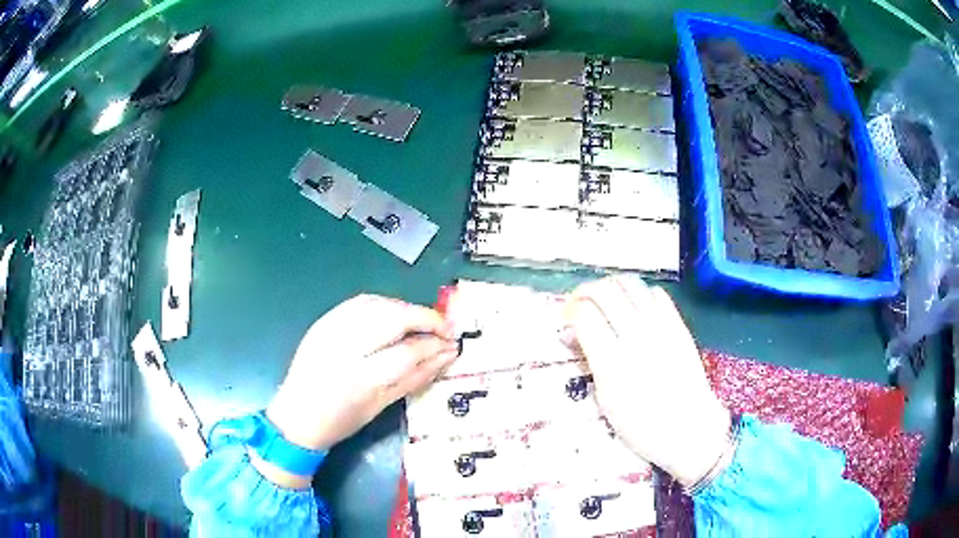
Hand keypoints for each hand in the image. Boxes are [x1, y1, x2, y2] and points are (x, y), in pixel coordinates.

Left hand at [253, 295, 456, 487]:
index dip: (436, 344)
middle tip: (444, 328)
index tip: (454, 344)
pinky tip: (394, 314)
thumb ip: (416, 377)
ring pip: (379, 303)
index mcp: (361, 378)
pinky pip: (359, 302)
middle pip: (395, 317)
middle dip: (426, 318)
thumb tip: (446, 356)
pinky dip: (383, 304)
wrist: (297, 415)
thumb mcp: (382, 406)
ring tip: (422, 322)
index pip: (409, 350)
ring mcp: (331, 329)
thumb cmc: (342, 420)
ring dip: (406, 309)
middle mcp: (345, 347)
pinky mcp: (323, 321)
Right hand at [564, 276, 729, 487]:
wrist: (689, 428)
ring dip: (612, 286)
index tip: (568, 319)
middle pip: (604, 291)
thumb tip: (572, 334)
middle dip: (585, 292)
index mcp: (611, 361)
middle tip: (581, 304)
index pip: (584, 314)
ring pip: (630, 284)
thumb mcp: (605, 399)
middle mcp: (635, 336)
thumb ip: (590, 361)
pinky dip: (640, 294)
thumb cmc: (641, 425)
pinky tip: (636, 308)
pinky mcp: (678, 325)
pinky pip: (656, 294)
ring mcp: (660, 327)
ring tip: (607, 300)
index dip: (570, 311)